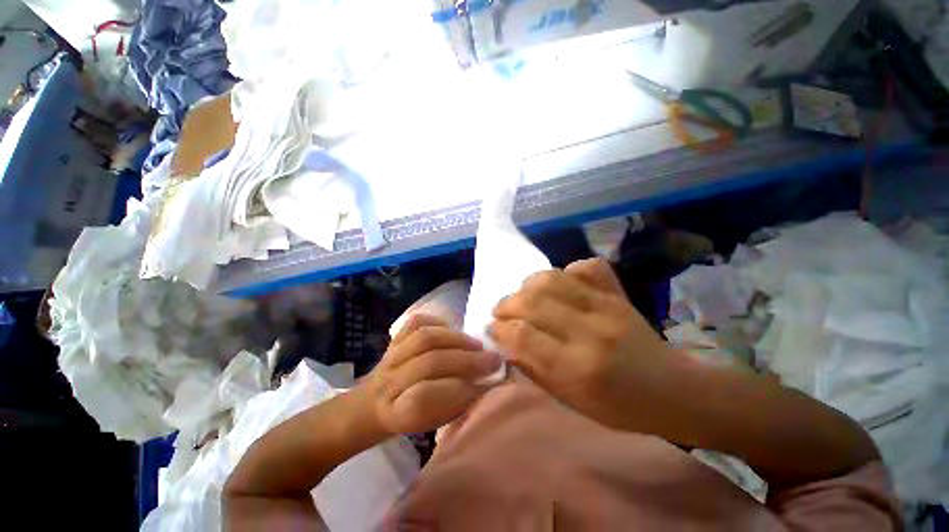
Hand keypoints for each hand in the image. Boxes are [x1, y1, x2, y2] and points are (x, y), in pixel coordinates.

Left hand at [363, 314, 500, 434]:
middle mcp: (389, 382)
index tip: (487, 383)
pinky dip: (437, 322)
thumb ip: (455, 404)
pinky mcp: (394, 338)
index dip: (459, 390)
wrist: (374, 403)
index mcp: (396, 412)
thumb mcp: (432, 422)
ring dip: (457, 339)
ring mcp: (390, 355)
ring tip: (477, 344)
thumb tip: (484, 383)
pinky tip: (452, 329)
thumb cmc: (409, 416)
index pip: (425, 398)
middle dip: (467, 360)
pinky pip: (416, 322)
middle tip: (493, 359)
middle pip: (430, 363)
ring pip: (425, 339)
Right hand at [489, 258, 672, 428]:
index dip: (499, 328)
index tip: (491, 328)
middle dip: (506, 304)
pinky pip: (586, 267)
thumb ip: (533, 368)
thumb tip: (504, 341)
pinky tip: (561, 285)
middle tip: (501, 311)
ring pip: (552, 278)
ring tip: (523, 296)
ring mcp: (606, 306)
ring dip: (527, 285)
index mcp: (577, 367)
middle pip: (533, 301)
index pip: (523, 335)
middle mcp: (590, 330)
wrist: (671, 390)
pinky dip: (567, 271)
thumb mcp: (569, 401)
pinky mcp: (617, 293)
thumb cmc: (617, 406)